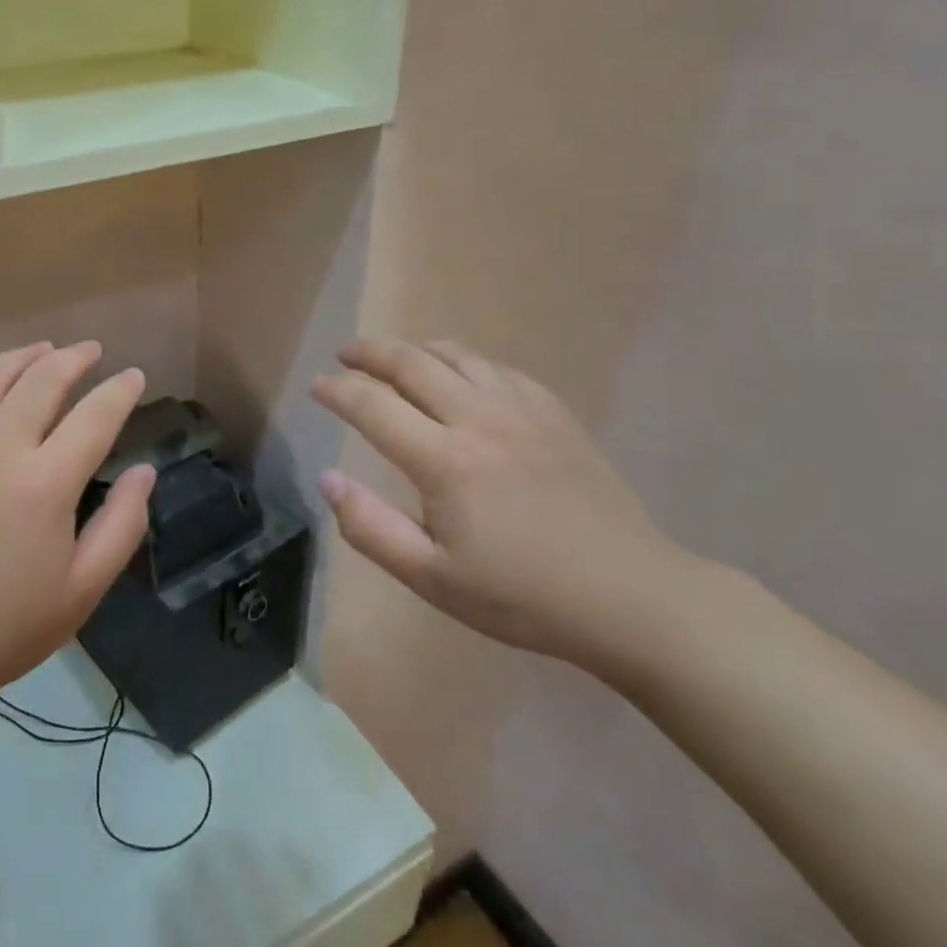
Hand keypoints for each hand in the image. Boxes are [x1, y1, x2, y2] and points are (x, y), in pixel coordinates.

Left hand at [0, 342, 153, 769]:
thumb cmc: (2, 628)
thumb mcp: (82, 590)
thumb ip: (122, 524)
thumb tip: (145, 471)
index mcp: (45, 483)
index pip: (95, 415)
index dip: (121, 390)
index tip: (134, 376)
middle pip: (43, 379)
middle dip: (75, 358)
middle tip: (92, 351)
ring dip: (24, 356)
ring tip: (44, 350)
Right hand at [312, 338, 693, 666]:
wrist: (630, 596)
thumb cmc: (522, 596)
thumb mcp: (432, 578)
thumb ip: (370, 527)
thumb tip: (328, 479)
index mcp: (444, 460)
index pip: (372, 405)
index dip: (337, 391)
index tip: (317, 386)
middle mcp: (479, 418)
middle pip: (411, 363)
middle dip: (369, 353)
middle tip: (345, 355)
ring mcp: (522, 409)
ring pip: (456, 355)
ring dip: (415, 350)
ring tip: (395, 359)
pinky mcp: (554, 413)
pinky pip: (497, 368)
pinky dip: (464, 361)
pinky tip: (460, 377)